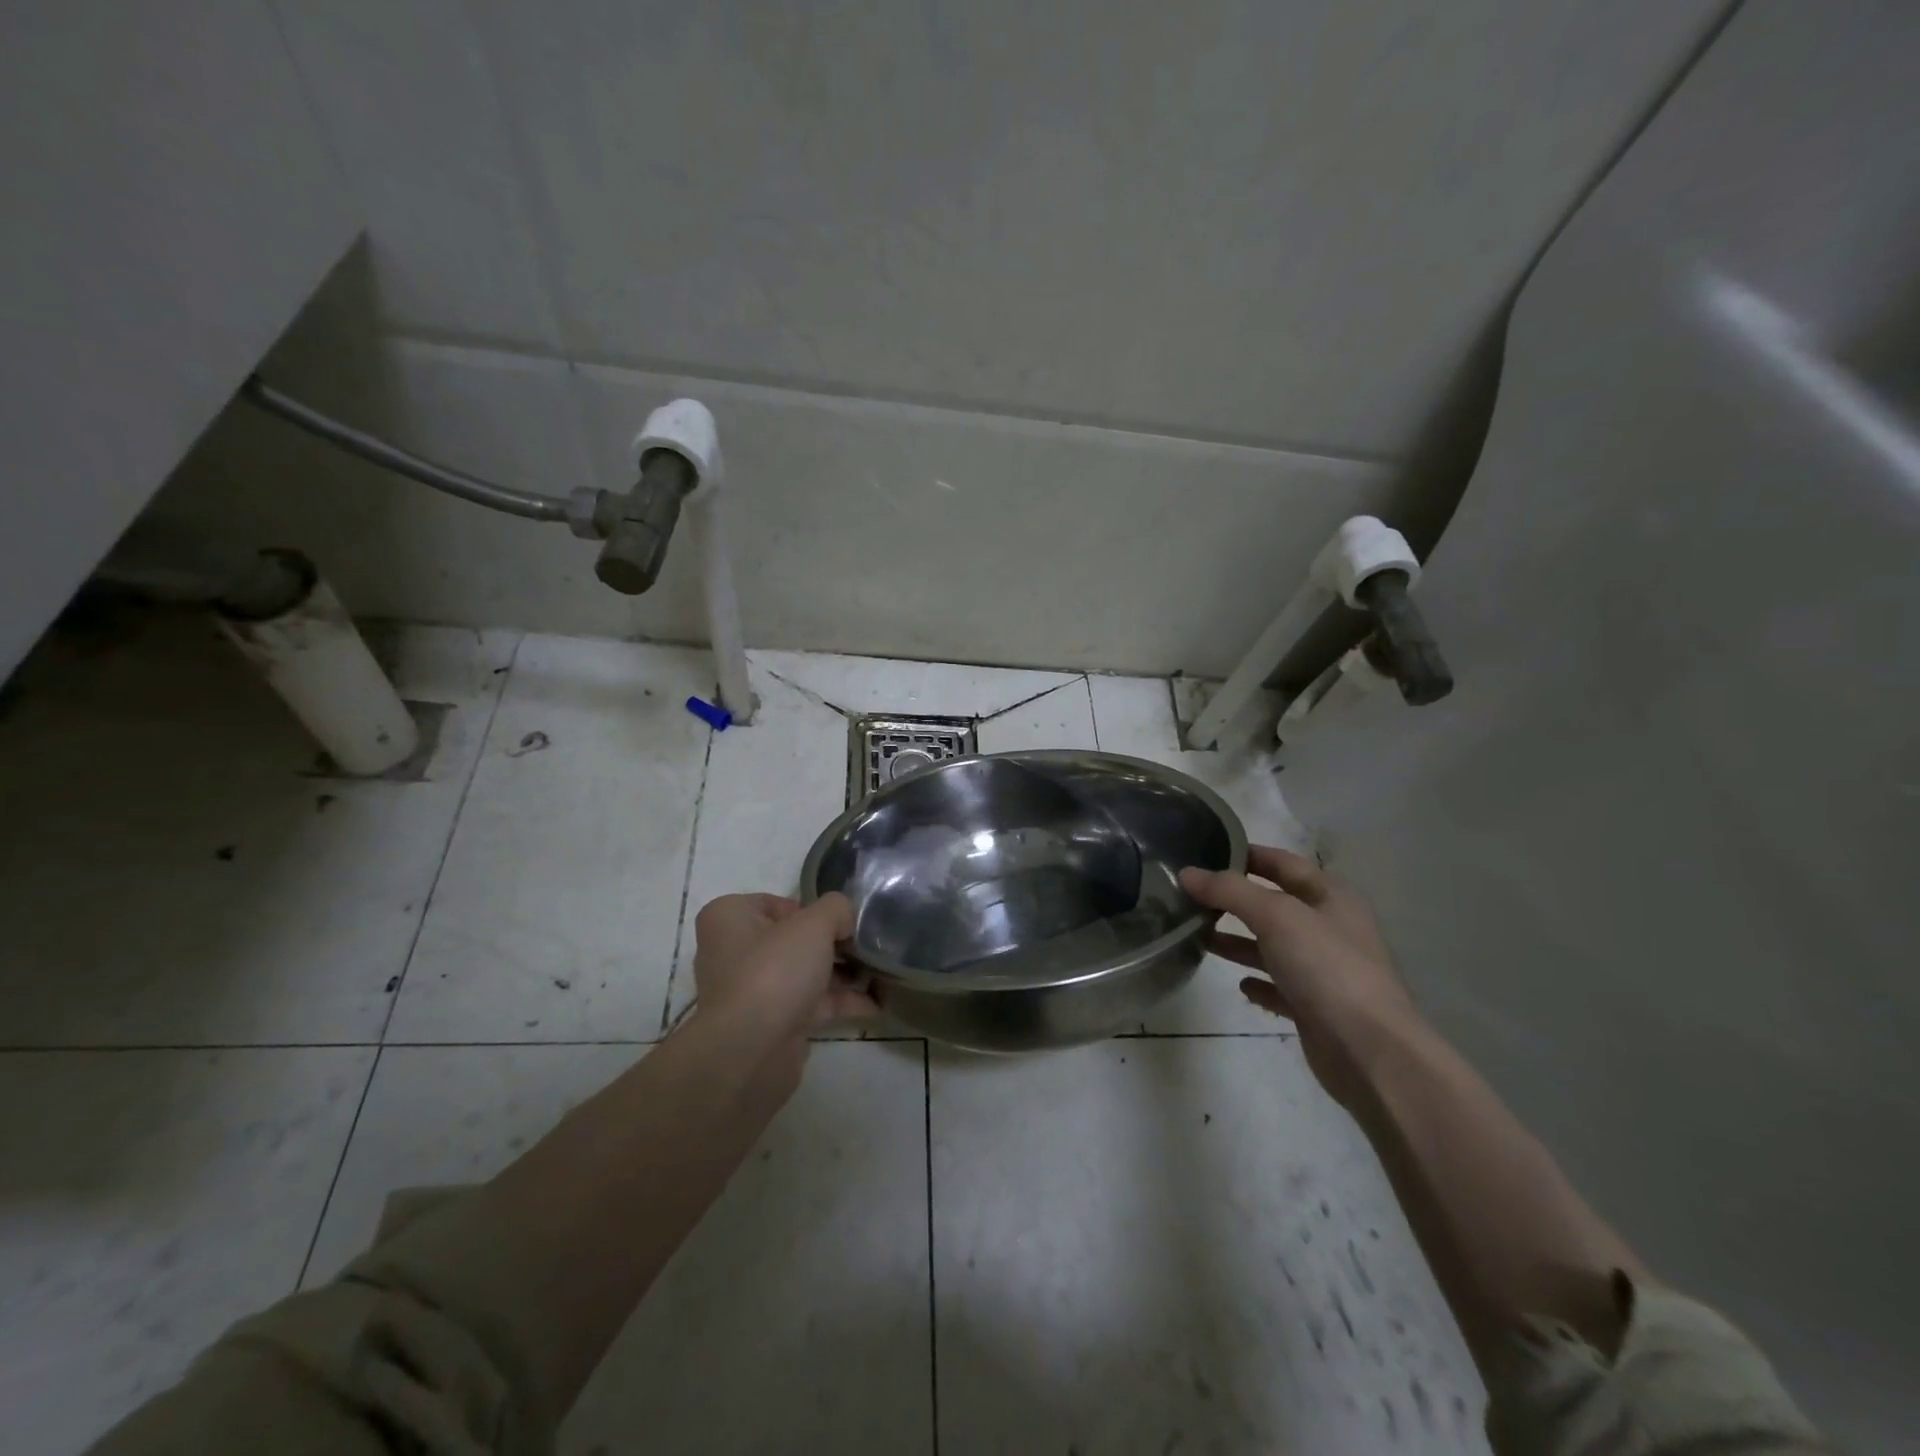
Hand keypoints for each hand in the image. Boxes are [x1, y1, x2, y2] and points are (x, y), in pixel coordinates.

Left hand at [689, 892, 876, 1040]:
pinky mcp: (770, 1024)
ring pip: (804, 973)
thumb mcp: (814, 924)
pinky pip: (810, 1004)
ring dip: (841, 974)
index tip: (842, 922)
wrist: (750, 1053)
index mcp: (730, 917)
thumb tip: (844, 922)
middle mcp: (734, 951)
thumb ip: (836, 909)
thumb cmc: (774, 971)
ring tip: (880, 971)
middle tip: (866, 945)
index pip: (778, 902)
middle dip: (833, 943)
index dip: (813, 909)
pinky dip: (840, 1002)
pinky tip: (875, 1003)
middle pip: (794, 938)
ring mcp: (752, 991)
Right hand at [1180, 846, 1422, 1107]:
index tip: (1206, 852)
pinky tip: (1238, 984)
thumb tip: (1186, 873)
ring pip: (1273, 946)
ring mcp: (1324, 970)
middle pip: (1275, 905)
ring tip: (1199, 937)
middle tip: (1191, 896)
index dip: (1248, 854)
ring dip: (1239, 941)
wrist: (1369, 1052)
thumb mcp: (1275, 916)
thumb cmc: (1326, 968)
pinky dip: (1258, 982)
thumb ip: (1229, 891)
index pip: (1284, 863)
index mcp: (1331, 897)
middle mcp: (1330, 929)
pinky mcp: (1315, 1008)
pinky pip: (1279, 987)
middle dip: (1235, 900)